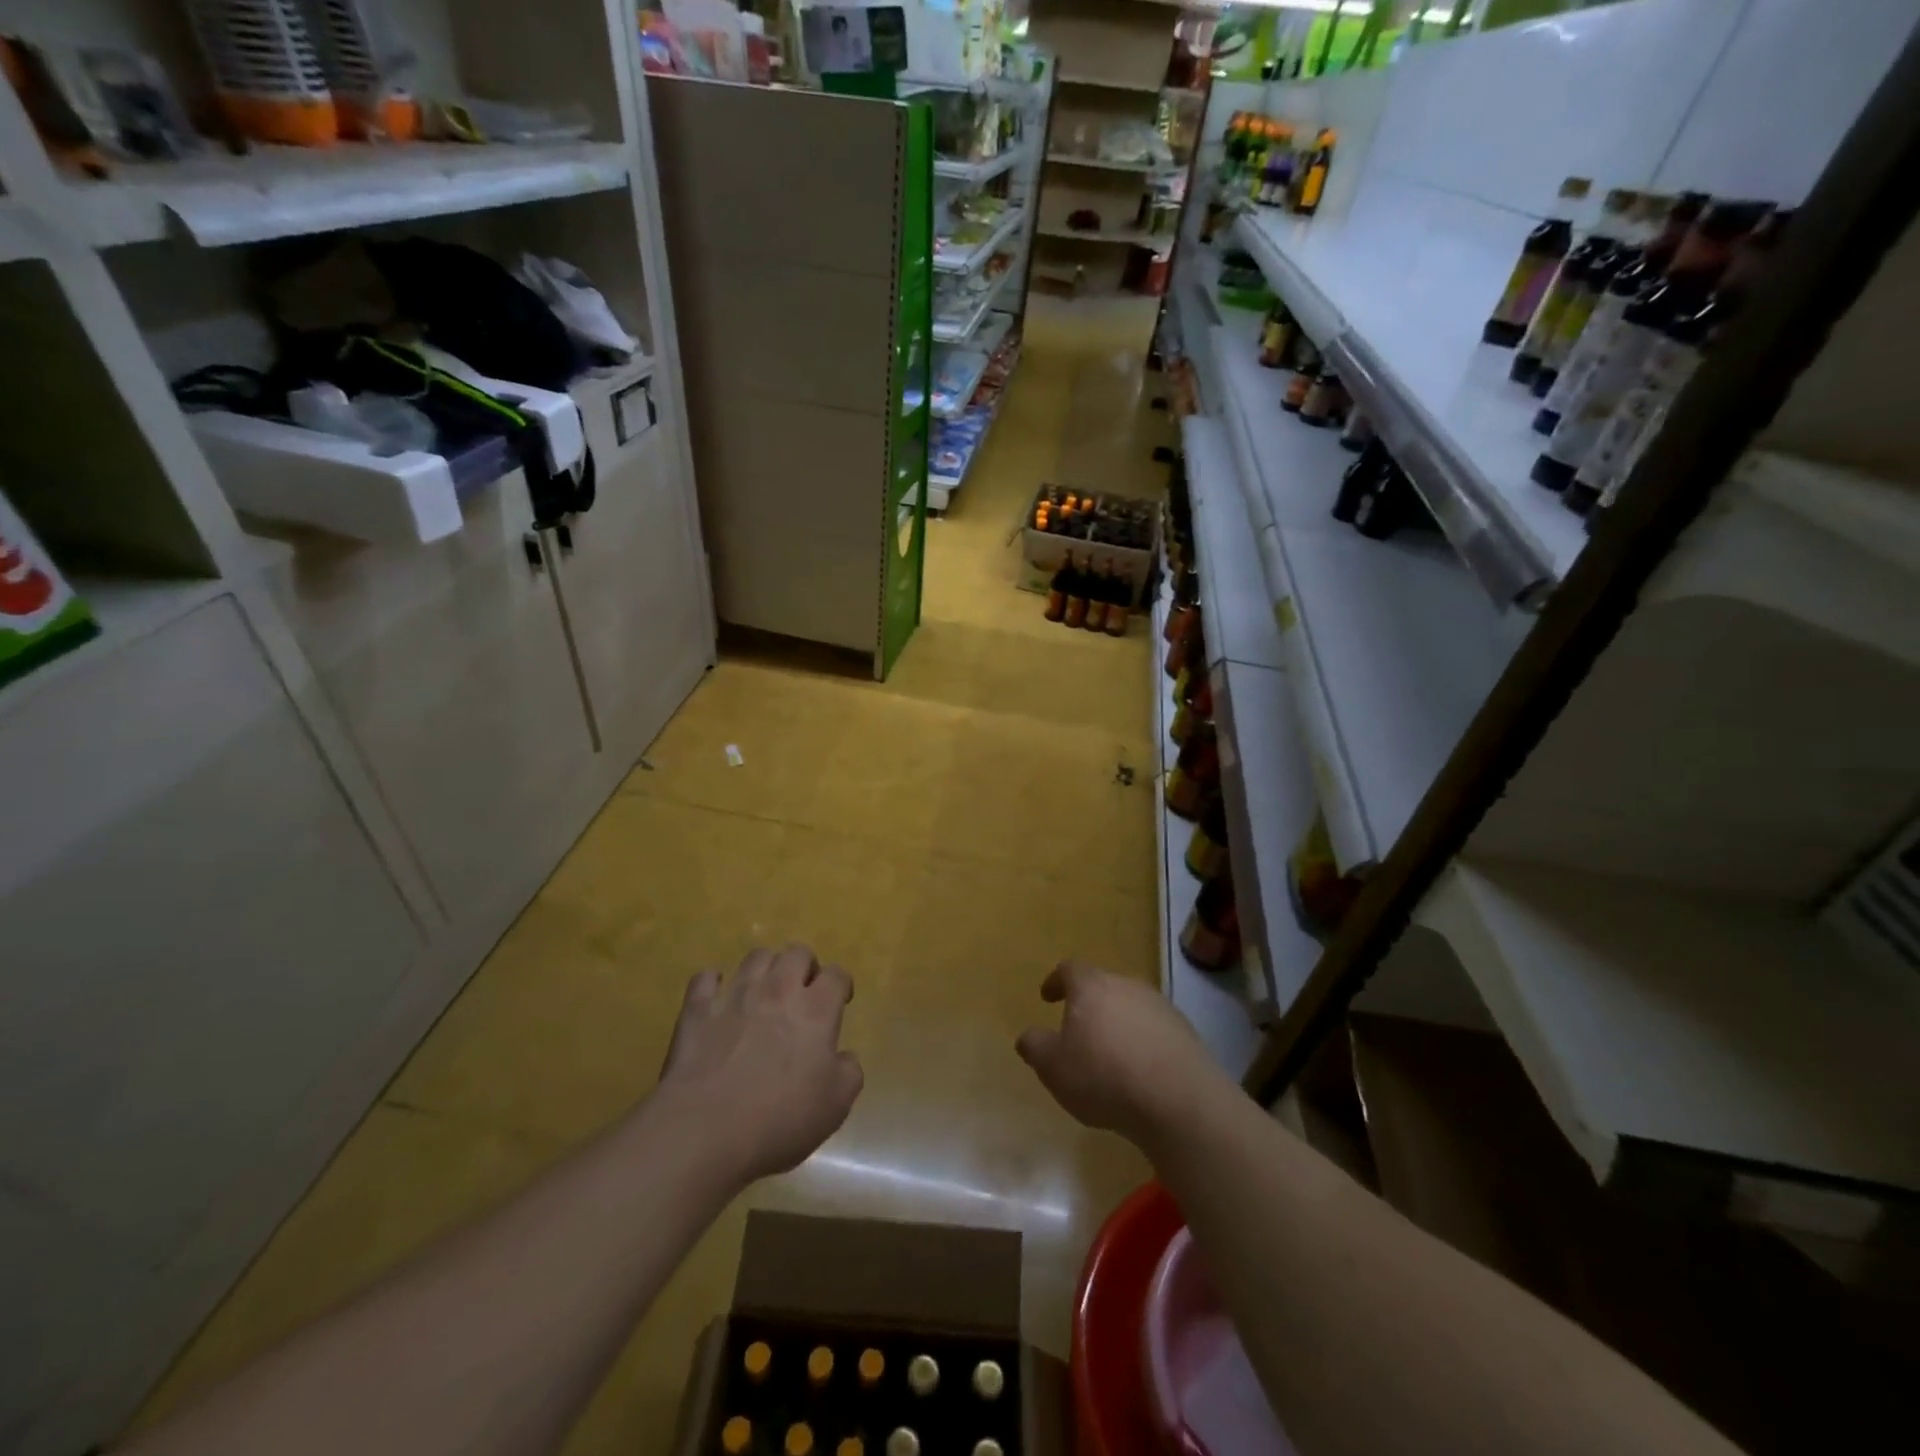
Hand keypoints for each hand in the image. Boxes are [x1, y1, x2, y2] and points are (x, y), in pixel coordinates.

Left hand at [658, 945, 863, 1183]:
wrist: (705, 1130)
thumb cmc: (779, 1120)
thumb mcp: (836, 1106)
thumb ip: (849, 1072)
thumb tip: (844, 1057)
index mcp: (816, 1009)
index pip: (837, 975)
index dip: (842, 983)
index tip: (841, 1000)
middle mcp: (778, 989)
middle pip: (797, 952)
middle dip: (805, 966)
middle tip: (803, 991)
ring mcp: (735, 994)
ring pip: (756, 956)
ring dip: (766, 968)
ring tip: (765, 991)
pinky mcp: (697, 1008)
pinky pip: (706, 978)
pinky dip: (714, 983)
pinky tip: (718, 998)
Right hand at [1015, 960, 1221, 1148]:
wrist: (1178, 1100)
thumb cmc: (1104, 1076)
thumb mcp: (1054, 1068)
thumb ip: (1035, 1047)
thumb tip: (1028, 1036)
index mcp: (1092, 987)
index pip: (1069, 970)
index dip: (1056, 981)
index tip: (1047, 997)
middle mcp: (1127, 986)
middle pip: (1103, 986)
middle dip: (1089, 1005)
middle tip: (1078, 1030)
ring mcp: (1160, 1006)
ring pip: (1131, 1007)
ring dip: (1118, 1024)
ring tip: (1110, 1055)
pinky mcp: (1185, 1032)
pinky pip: (1155, 1030)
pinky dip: (1143, 1042)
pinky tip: (1140, 1071)